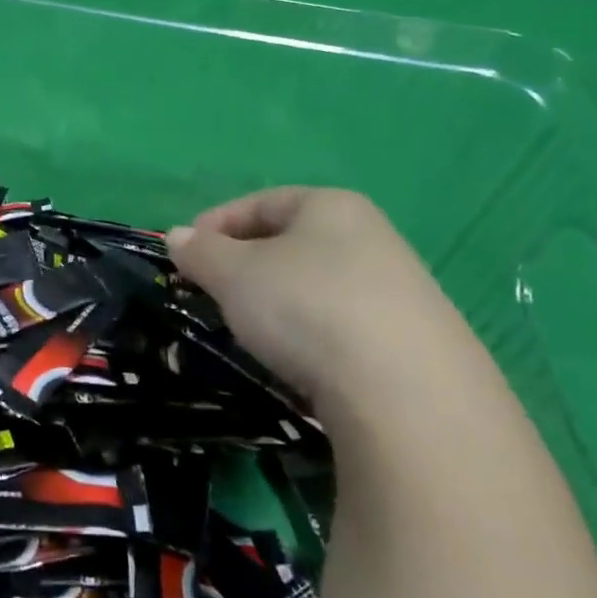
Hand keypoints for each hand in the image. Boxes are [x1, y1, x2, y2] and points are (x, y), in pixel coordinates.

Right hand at [167, 187, 489, 421]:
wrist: (409, 395)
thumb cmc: (306, 307)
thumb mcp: (234, 274)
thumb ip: (201, 251)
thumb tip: (178, 237)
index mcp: (330, 206)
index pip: (259, 202)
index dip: (214, 224)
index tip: (184, 255)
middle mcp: (373, 236)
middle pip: (291, 241)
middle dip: (245, 264)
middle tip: (213, 292)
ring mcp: (402, 289)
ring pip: (318, 283)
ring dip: (279, 300)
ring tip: (252, 330)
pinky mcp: (417, 341)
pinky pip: (346, 322)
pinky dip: (313, 332)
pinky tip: (301, 360)